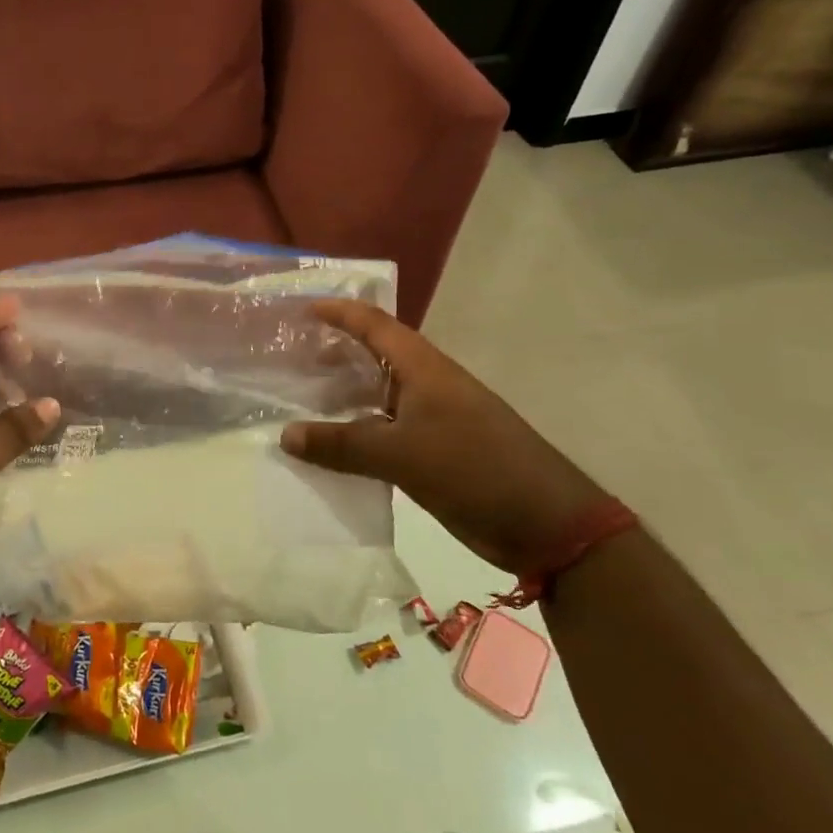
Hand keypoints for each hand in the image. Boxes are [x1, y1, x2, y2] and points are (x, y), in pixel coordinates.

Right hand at [279, 300, 608, 576]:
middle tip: (292, 358)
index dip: (340, 313)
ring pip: (378, 397)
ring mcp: (434, 420)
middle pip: (374, 357)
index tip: (303, 309)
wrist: (547, 524)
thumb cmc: (475, 470)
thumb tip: (285, 436)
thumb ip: (341, 444)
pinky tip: (332, 447)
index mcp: (424, 369)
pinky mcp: (436, 453)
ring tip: (301, 400)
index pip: (375, 325)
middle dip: (335, 353)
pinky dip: (357, 433)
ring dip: (343, 396)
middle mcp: (427, 386)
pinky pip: (385, 432)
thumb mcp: (402, 455)